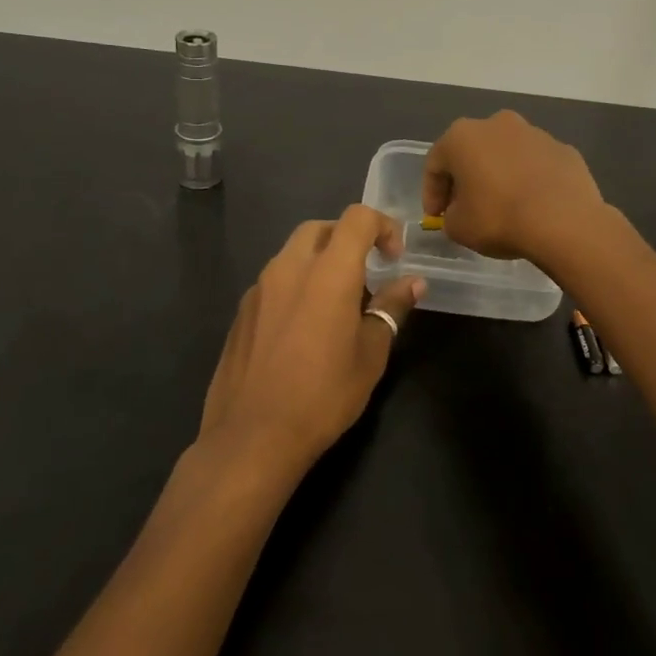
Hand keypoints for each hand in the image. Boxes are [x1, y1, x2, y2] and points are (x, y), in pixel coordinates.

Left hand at [198, 206, 425, 476]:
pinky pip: (274, 281)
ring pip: (293, 253)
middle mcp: (289, 268)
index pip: (357, 218)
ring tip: (336, 305)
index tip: (393, 259)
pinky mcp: (241, 311)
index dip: (382, 226)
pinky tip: (303, 329)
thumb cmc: (323, 396)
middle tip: (366, 275)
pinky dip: (296, 286)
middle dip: (348, 239)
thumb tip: (413, 282)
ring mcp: (259, 288)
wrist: (251, 437)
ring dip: (320, 263)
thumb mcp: (371, 354)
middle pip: (321, 228)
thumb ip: (391, 308)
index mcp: (328, 272)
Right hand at [421, 111, 604, 263]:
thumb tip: (460, 212)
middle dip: (466, 179)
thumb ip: (450, 216)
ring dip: (499, 176)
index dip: (432, 193)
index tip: (436, 217)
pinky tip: (533, 205)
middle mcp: (497, 124)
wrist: (564, 221)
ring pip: (506, 155)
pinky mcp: (563, 149)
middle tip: (466, 208)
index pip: (435, 164)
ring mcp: (534, 133)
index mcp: (462, 136)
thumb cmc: (499, 218)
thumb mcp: (458, 227)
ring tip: (503, 207)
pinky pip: (536, 165)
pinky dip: (529, 180)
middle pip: (472, 152)